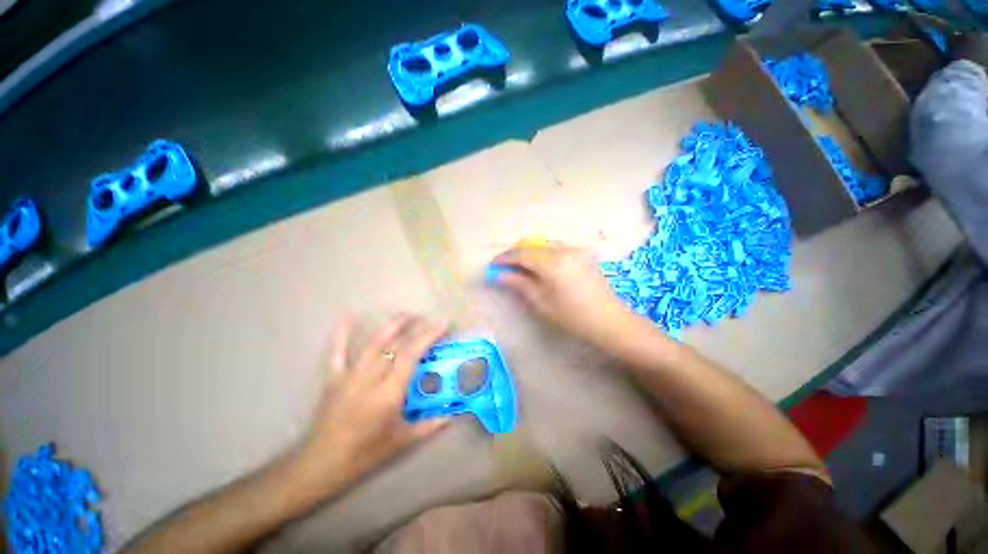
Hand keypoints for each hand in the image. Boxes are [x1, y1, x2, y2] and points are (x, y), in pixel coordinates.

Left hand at [297, 314, 450, 493]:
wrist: (321, 464)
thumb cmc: (364, 454)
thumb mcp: (402, 441)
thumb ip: (429, 426)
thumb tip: (452, 416)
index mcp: (389, 393)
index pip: (411, 356)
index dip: (428, 336)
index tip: (442, 324)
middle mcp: (371, 379)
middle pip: (396, 345)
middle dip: (416, 327)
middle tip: (430, 318)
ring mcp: (350, 376)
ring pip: (373, 343)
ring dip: (392, 325)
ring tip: (407, 315)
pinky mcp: (334, 378)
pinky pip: (337, 352)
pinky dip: (342, 333)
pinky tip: (349, 316)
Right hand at [491, 244, 634, 346]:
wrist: (611, 321)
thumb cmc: (574, 317)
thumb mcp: (542, 302)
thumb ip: (519, 283)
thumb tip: (499, 274)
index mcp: (553, 262)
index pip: (521, 253)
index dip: (504, 258)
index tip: (491, 266)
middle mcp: (564, 250)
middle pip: (532, 245)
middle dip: (514, 255)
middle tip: (502, 268)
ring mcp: (575, 250)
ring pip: (543, 246)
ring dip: (528, 254)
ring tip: (517, 269)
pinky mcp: (582, 254)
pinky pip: (555, 249)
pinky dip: (541, 255)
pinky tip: (537, 267)